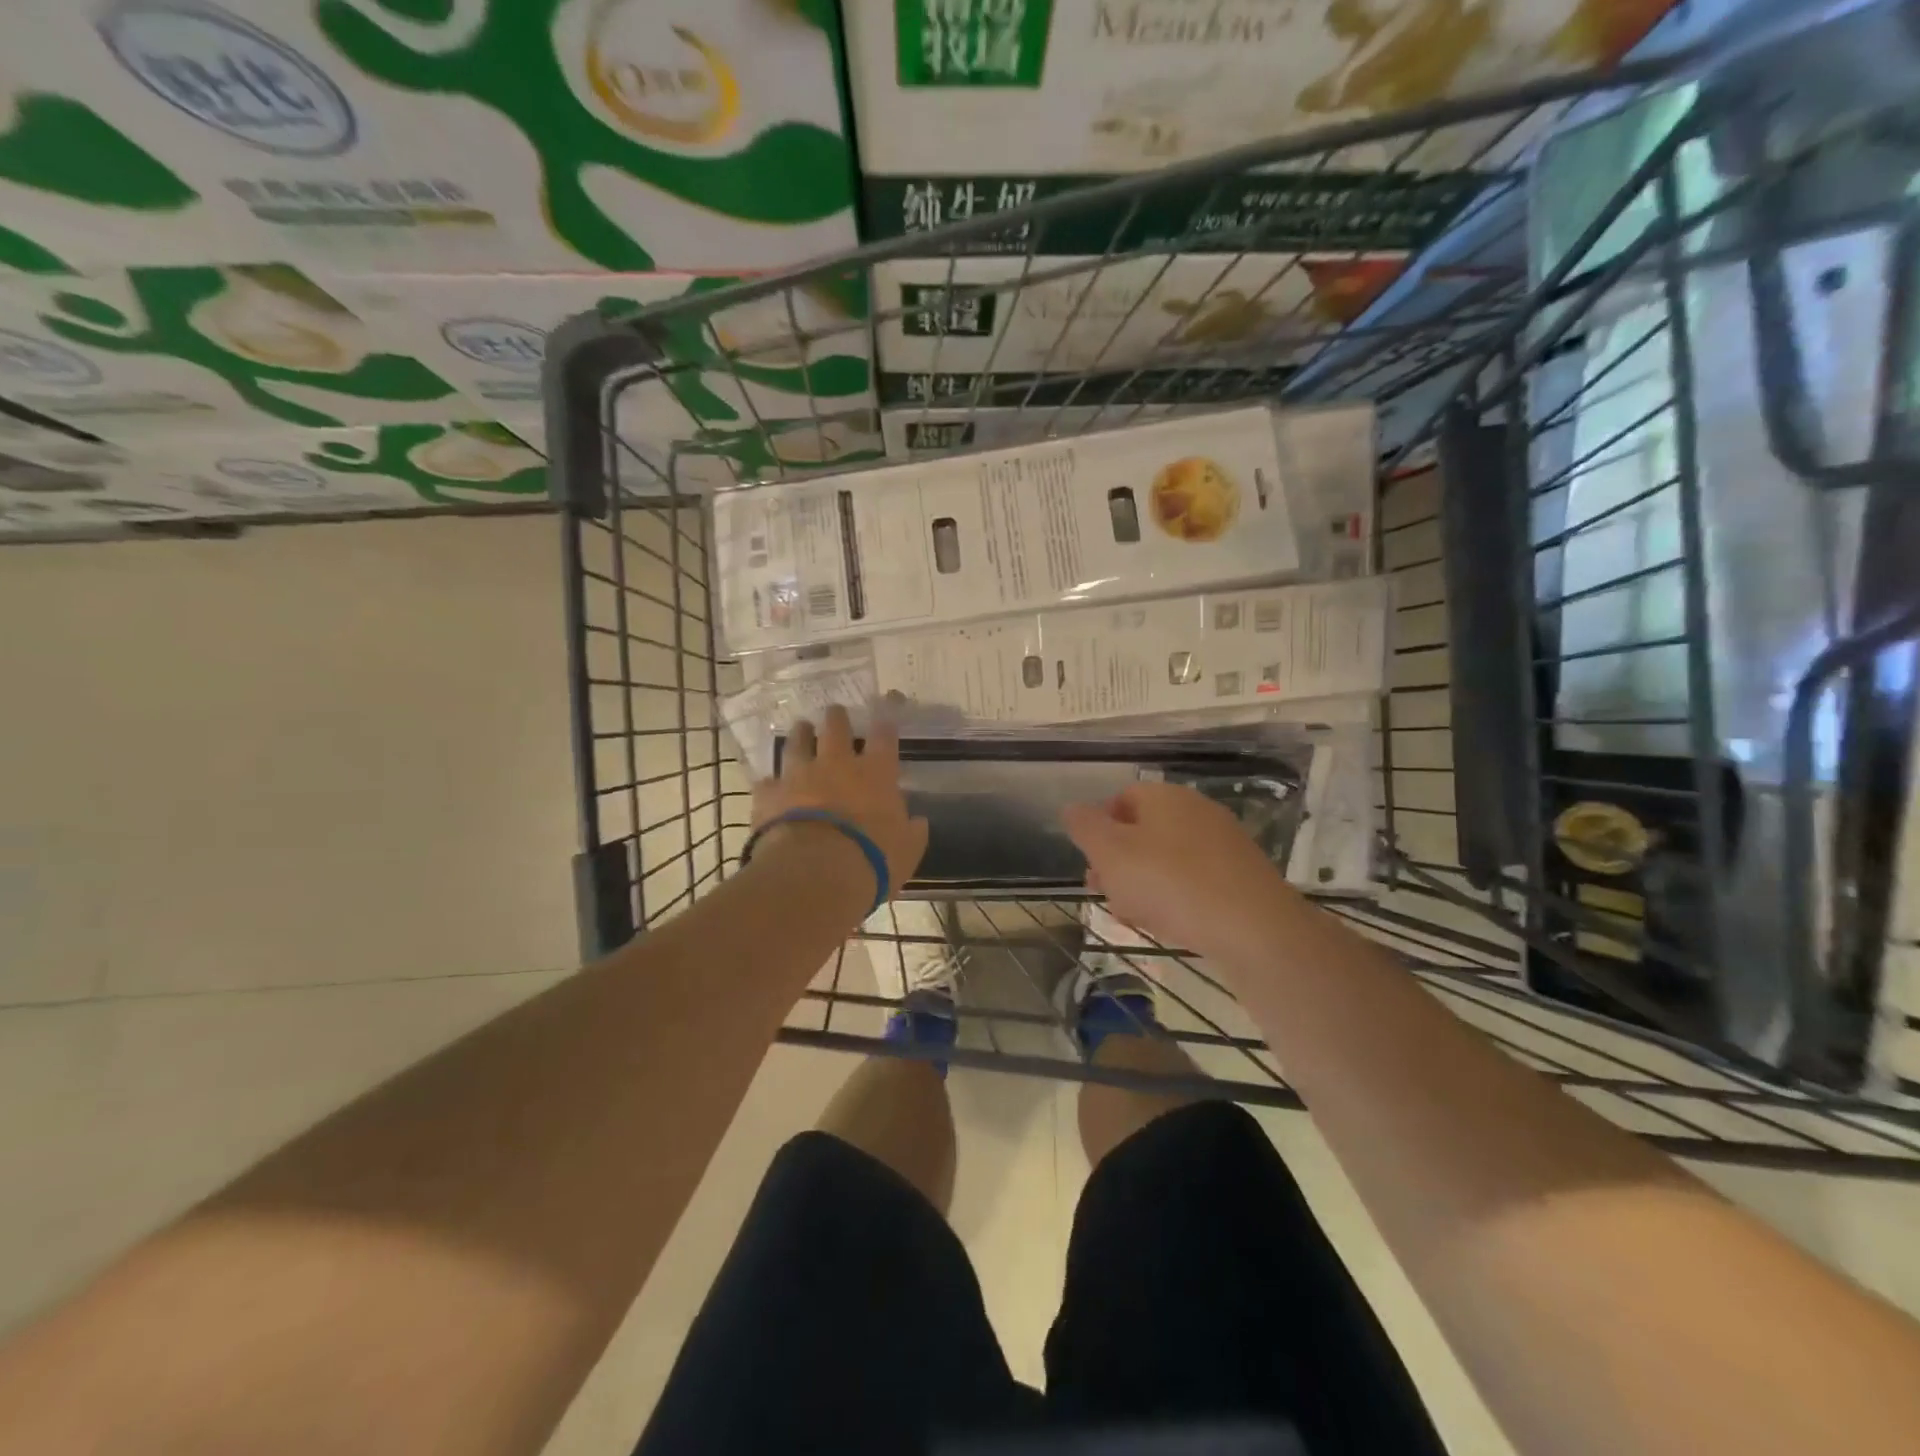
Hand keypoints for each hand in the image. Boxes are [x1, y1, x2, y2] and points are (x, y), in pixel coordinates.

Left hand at [752, 706, 928, 896]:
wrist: (815, 869)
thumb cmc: (873, 858)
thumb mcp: (907, 849)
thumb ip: (912, 831)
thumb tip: (918, 821)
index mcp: (876, 773)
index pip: (884, 735)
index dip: (887, 717)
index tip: (888, 701)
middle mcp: (836, 764)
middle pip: (836, 728)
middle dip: (837, 718)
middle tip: (835, 712)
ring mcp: (799, 775)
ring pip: (798, 743)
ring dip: (801, 734)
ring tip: (802, 727)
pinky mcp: (770, 795)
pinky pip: (768, 782)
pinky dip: (771, 782)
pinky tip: (769, 783)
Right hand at [1062, 782, 1295, 958]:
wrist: (1254, 928)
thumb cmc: (1170, 883)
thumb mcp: (1111, 853)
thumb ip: (1085, 827)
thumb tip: (1071, 809)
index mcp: (1164, 796)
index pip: (1121, 799)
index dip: (1099, 829)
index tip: (1091, 863)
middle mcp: (1197, 810)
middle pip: (1144, 830)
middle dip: (1119, 862)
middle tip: (1105, 893)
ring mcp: (1224, 843)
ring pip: (1168, 858)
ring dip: (1144, 883)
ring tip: (1134, 915)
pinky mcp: (1242, 876)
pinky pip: (1196, 880)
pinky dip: (1177, 897)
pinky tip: (1170, 923)